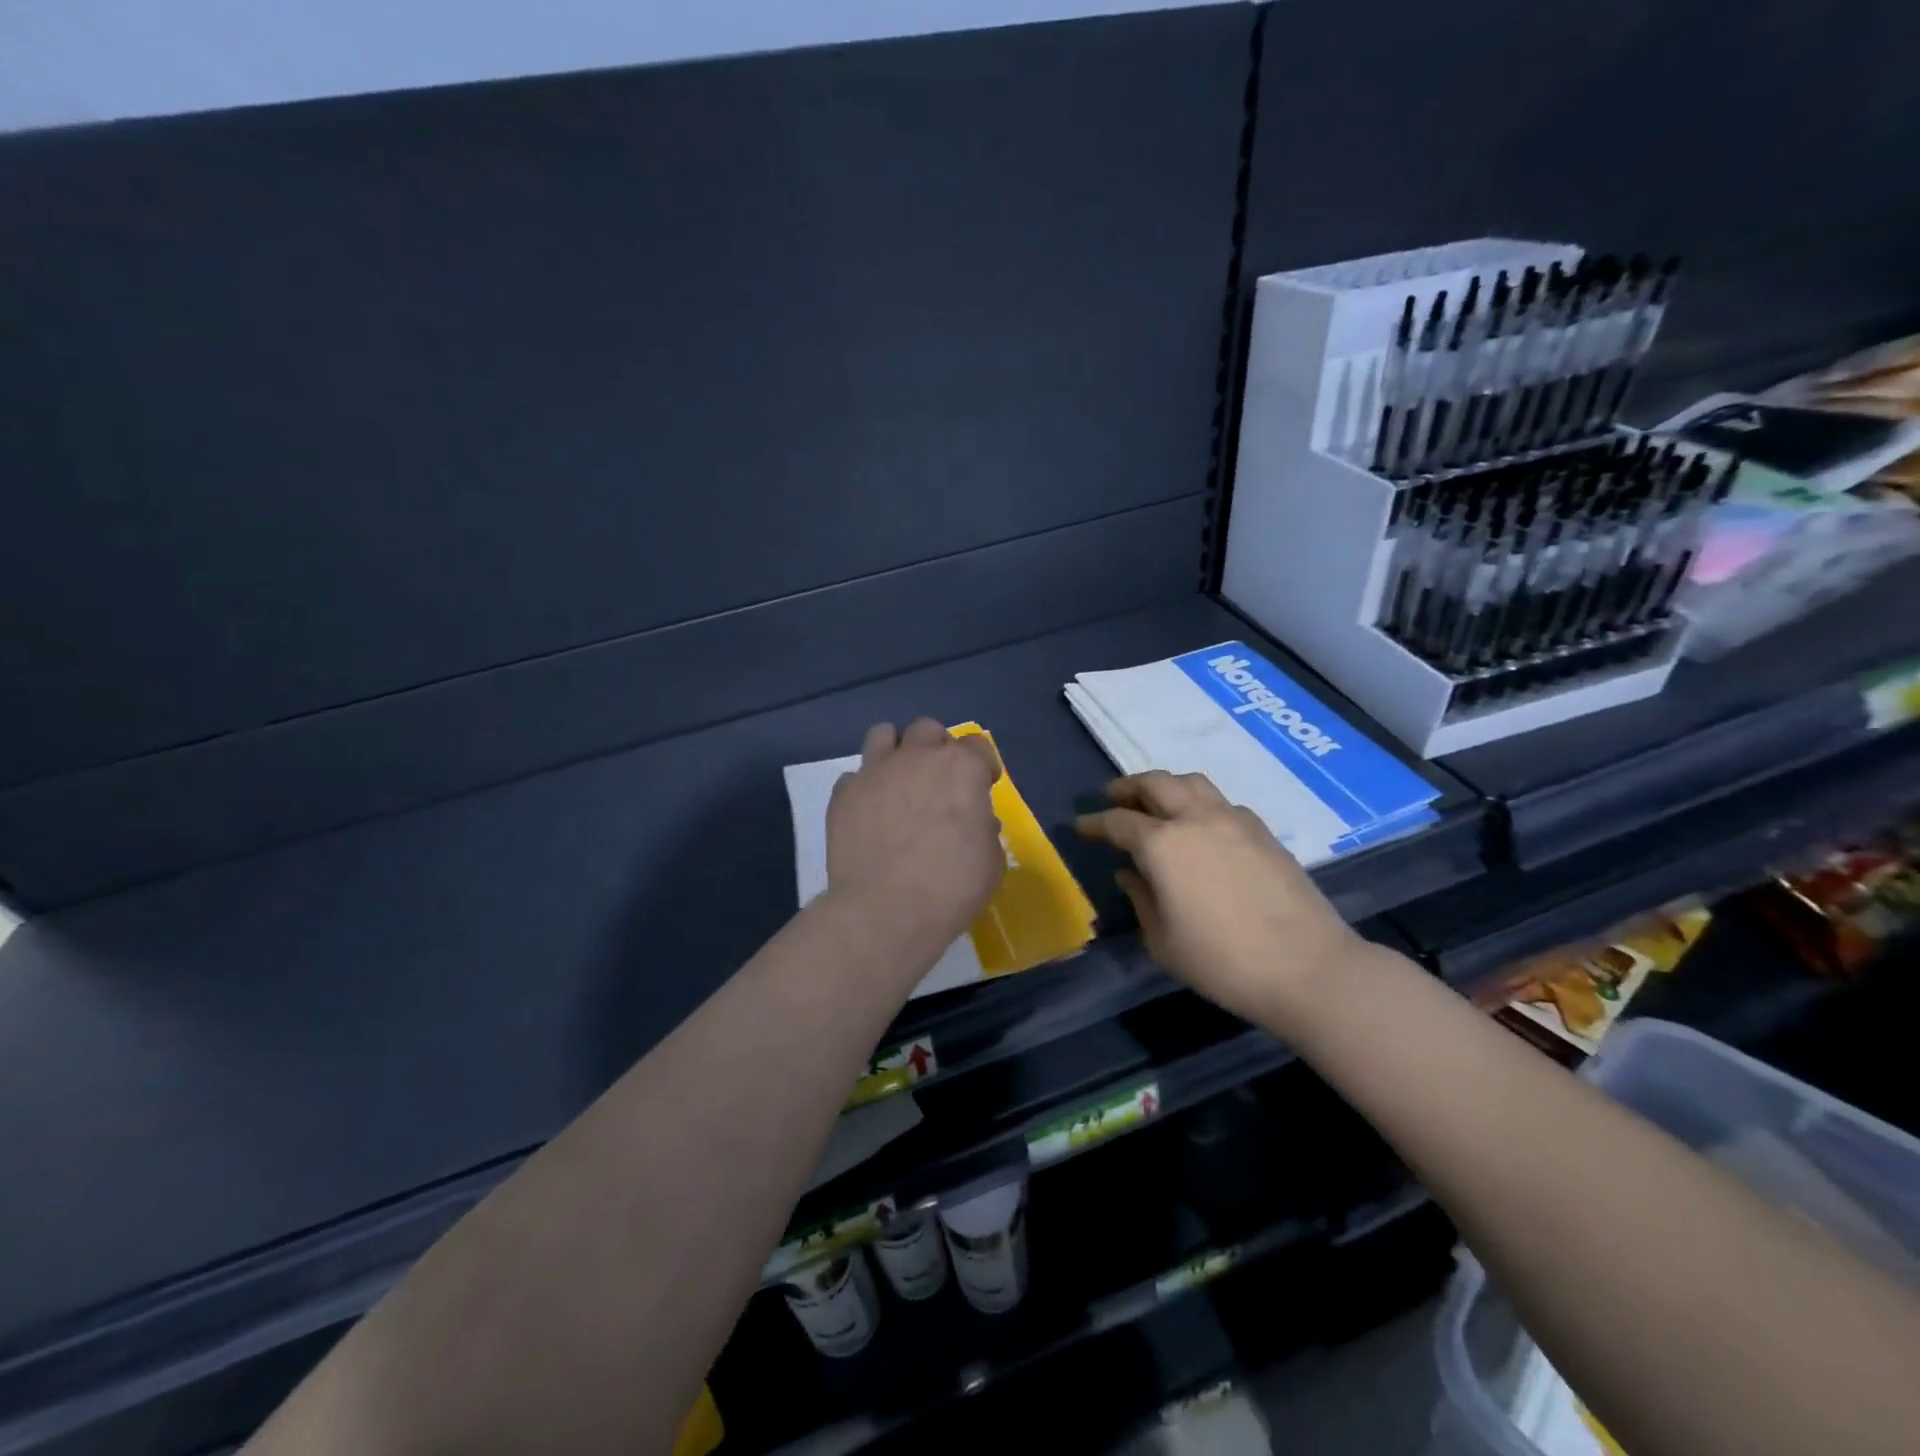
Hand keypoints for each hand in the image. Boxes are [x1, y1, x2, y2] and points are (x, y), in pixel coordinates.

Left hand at [826, 719, 1005, 955]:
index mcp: (961, 768)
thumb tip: (974, 822)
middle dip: (936, 748)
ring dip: (895, 751)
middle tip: (938, 781)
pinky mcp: (843, 794)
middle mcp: (917, 757)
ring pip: (883, 734)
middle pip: (928, 729)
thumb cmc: (952, 887)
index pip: (977, 745)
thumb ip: (983, 829)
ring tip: (898, 781)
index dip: (982, 765)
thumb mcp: (991, 860)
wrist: (886, 910)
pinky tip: (869, 814)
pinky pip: (854, 777)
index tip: (982, 787)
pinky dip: (864, 789)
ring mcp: (875, 771)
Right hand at [1075, 770, 1367, 1028]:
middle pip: (1156, 783)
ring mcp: (1234, 820)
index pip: (1118, 822)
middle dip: (1128, 787)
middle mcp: (1196, 819)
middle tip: (1113, 798)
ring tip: (1155, 804)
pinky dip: (1200, 804)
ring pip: (1192, 783)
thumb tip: (1129, 873)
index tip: (1080, 826)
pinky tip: (1200, 828)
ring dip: (1166, 786)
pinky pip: (1221, 802)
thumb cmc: (1222, 961)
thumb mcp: (1162, 940)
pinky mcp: (1263, 832)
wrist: (1307, 968)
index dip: (1094, 823)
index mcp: (1162, 844)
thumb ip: (1140, 898)